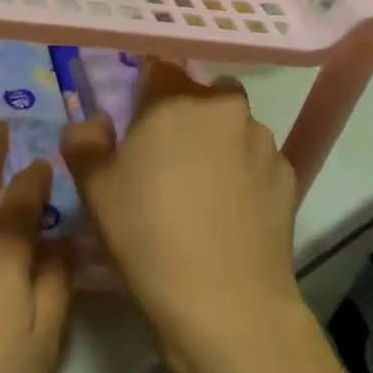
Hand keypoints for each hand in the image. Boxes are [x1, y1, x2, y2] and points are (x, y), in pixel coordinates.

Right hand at [62, 60, 304, 370]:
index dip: (145, 89)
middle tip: (164, 157)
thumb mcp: (94, 187)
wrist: (227, 306)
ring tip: (200, 189)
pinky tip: (229, 212)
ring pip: (233, 126)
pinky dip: (243, 173)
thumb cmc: (148, 234)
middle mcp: (225, 106)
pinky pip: (257, 161)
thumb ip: (83, 140)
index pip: (159, 66)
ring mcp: (263, 141)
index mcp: (175, 98)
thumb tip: (95, 123)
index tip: (136, 117)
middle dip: (184, 114)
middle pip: (201, 93)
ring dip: (217, 142)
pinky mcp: (289, 178)